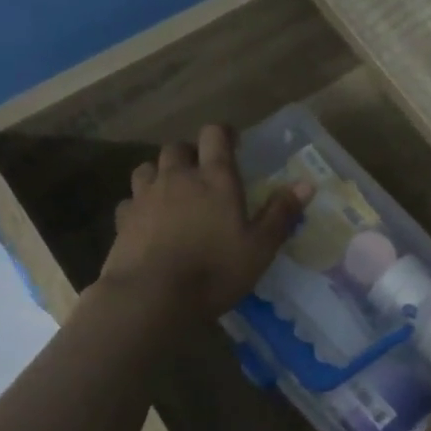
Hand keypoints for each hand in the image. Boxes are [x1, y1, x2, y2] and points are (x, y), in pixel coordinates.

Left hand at [100, 124, 310, 322]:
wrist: (153, 296)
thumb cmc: (215, 270)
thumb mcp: (260, 247)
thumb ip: (281, 213)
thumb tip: (306, 184)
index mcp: (215, 178)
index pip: (215, 135)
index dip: (224, 134)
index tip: (233, 144)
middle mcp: (178, 177)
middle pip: (178, 148)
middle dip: (190, 154)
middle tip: (202, 173)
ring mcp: (146, 196)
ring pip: (148, 168)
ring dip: (161, 173)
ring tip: (172, 192)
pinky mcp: (123, 219)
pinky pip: (131, 200)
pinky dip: (140, 204)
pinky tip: (147, 220)